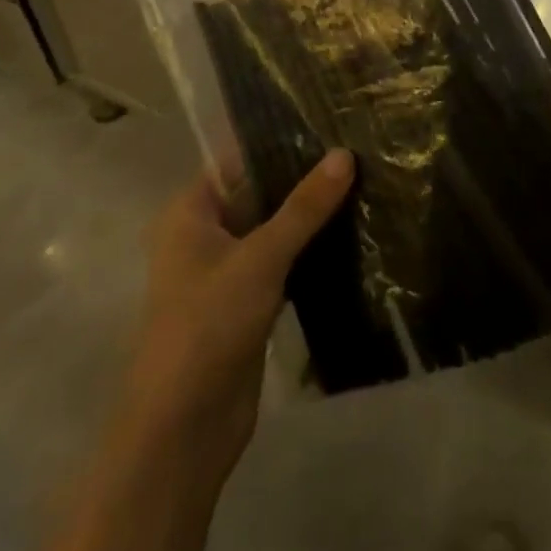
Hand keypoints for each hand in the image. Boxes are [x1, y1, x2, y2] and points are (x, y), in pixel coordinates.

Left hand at [120, 150, 352, 474]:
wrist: (184, 427)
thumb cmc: (208, 324)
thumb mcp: (260, 257)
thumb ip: (304, 207)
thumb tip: (344, 154)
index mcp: (191, 212)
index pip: (238, 160)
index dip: (279, 141)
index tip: (328, 122)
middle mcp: (205, 234)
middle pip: (259, 193)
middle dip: (303, 179)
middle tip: (358, 151)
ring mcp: (227, 271)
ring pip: (274, 230)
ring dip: (310, 217)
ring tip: (365, 184)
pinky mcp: (249, 303)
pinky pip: (283, 263)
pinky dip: (310, 251)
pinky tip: (352, 235)